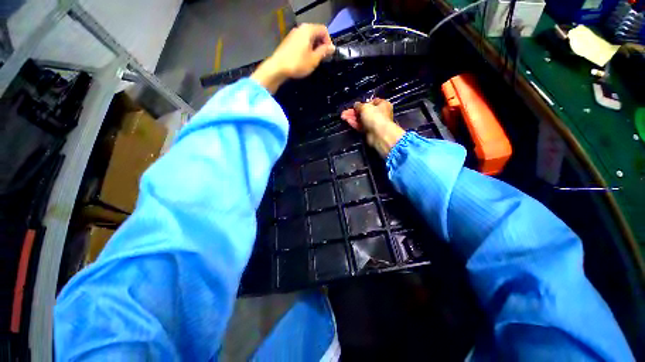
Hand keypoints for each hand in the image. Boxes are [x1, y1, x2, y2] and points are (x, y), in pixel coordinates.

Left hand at [251, 23, 334, 92]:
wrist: (278, 68)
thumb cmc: (298, 63)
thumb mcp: (314, 59)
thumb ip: (324, 52)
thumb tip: (332, 47)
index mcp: (308, 30)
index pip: (324, 30)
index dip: (328, 41)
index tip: (329, 54)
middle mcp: (300, 28)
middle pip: (316, 32)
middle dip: (321, 44)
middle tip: (323, 57)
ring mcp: (293, 34)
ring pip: (308, 38)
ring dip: (314, 47)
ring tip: (315, 59)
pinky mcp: (289, 41)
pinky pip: (302, 41)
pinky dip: (307, 48)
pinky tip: (306, 59)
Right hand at [341, 98, 404, 157]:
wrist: (379, 135)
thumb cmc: (375, 117)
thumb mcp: (365, 107)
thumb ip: (358, 105)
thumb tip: (356, 105)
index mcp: (382, 105)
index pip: (372, 102)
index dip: (362, 103)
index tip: (355, 105)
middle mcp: (379, 114)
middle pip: (364, 112)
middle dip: (354, 112)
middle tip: (345, 112)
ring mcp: (374, 124)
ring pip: (361, 119)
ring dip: (352, 117)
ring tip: (343, 116)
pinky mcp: (369, 132)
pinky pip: (360, 126)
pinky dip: (354, 123)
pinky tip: (347, 121)